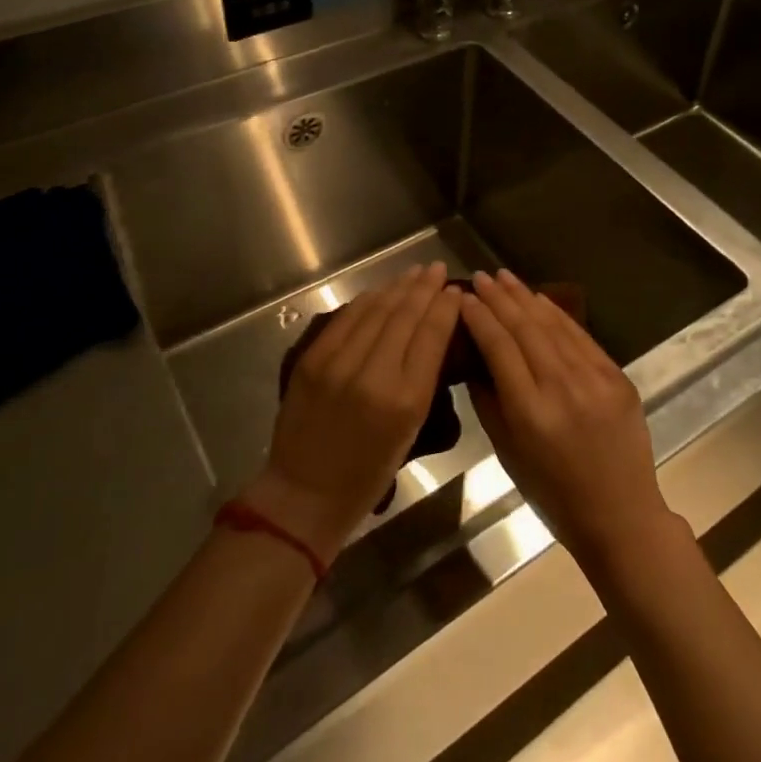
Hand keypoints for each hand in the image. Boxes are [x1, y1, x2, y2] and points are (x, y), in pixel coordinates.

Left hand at [242, 263, 460, 566]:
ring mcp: (339, 363)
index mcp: (406, 400)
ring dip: (398, 287)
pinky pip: (347, 318)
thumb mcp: (411, 429)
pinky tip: (381, 290)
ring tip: (414, 272)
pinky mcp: (313, 359)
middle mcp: (374, 375)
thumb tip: (433, 332)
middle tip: (437, 268)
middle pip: (405, 315)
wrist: (305, 493)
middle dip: (424, 287)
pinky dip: (368, 300)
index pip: (431, 335)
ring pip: (376, 310)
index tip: (455, 289)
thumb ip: (422, 378)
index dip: (445, 306)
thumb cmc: (368, 472)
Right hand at [460, 269, 685, 575]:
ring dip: (526, 297)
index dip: (479, 318)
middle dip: (499, 298)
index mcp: (530, 412)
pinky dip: (557, 314)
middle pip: (524, 328)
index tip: (463, 297)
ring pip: (553, 325)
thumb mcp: (508, 454)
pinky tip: (540, 299)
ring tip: (504, 277)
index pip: (499, 347)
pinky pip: (581, 336)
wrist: (621, 515)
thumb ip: (488, 402)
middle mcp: (562, 387)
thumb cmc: (554, 494)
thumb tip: (473, 360)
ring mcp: (594, 379)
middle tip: (480, 276)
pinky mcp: (617, 377)